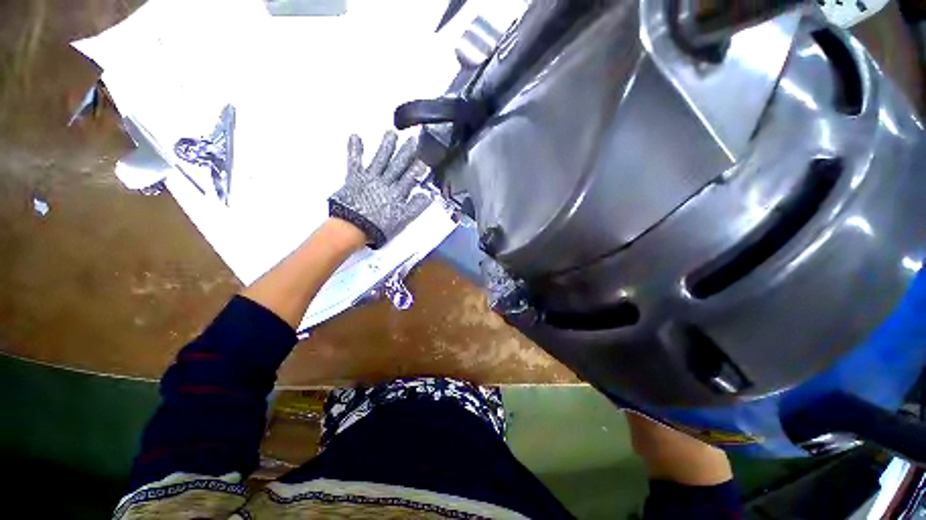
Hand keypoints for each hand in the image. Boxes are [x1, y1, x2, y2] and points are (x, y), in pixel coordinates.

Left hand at [329, 131, 430, 248]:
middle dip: (406, 152)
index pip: (410, 178)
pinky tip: (355, 136)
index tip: (424, 158)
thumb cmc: (378, 226)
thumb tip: (427, 196)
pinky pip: (355, 161)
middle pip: (398, 165)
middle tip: (412, 139)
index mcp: (396, 193)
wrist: (353, 227)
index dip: (418, 168)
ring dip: (386, 146)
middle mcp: (385, 182)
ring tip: (391, 133)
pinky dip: (355, 149)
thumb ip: (415, 207)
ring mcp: (369, 178)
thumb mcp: (402, 220)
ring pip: (381, 159)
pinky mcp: (355, 178)